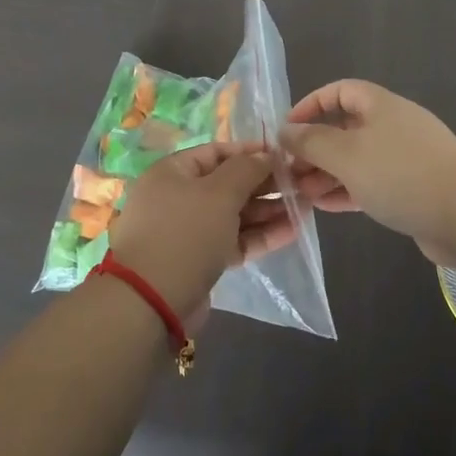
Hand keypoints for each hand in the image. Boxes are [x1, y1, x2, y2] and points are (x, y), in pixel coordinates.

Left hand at [105, 143, 295, 321]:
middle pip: (227, 184)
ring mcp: (188, 231)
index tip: (283, 155)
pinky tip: (293, 231)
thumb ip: (246, 169)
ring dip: (268, 210)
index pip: (216, 152)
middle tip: (300, 183)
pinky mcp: (200, 261)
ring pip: (234, 214)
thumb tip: (265, 155)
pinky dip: (260, 235)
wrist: (151, 303)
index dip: (250, 152)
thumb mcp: (219, 193)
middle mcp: (177, 197)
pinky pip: (234, 240)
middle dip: (264, 183)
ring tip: (305, 206)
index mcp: (172, 172)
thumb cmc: (185, 233)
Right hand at [281, 80, 455, 261]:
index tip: (288, 130)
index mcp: (380, 105)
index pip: (340, 91)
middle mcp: (394, 125)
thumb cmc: (400, 174)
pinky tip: (326, 207)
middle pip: (347, 127)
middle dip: (316, 147)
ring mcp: (407, 158)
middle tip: (289, 170)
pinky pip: (373, 183)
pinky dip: (348, 190)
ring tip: (301, 193)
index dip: (311, 105)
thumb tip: (286, 130)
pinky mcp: (415, 188)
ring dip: (328, 173)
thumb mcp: (346, 154)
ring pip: (358, 159)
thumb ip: (311, 141)